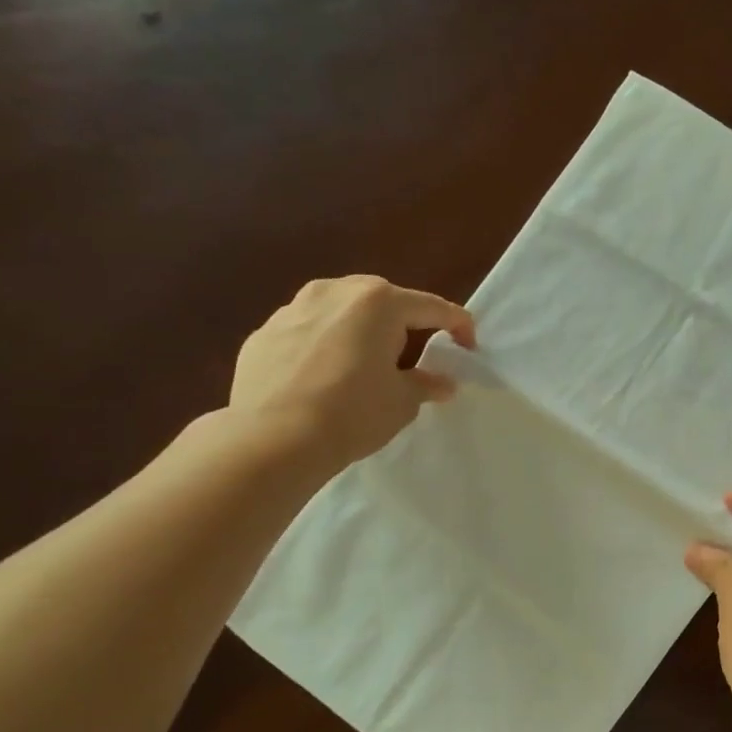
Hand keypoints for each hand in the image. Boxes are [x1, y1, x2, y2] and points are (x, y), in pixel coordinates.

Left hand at [227, 275, 474, 476]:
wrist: (272, 440)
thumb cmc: (353, 412)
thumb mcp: (402, 401)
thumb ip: (426, 384)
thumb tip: (443, 383)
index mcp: (378, 302)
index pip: (432, 307)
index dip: (458, 326)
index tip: (468, 347)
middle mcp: (334, 292)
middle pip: (382, 301)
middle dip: (401, 323)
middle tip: (410, 356)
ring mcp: (293, 309)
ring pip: (339, 312)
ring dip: (357, 331)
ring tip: (361, 365)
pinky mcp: (262, 334)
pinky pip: (305, 332)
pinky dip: (321, 347)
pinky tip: (321, 379)